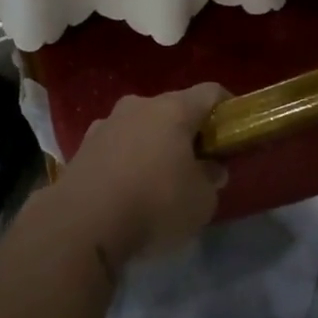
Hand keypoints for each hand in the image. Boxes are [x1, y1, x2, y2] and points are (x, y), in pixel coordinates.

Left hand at [49, 85, 228, 270]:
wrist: (81, 225)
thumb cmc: (154, 204)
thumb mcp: (201, 201)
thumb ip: (211, 179)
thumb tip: (210, 168)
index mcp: (173, 110)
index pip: (210, 92)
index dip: (228, 108)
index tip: (235, 130)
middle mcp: (138, 106)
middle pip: (172, 109)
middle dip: (188, 131)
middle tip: (198, 163)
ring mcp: (106, 123)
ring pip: (141, 126)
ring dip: (154, 145)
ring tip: (159, 180)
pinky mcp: (83, 147)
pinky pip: (116, 146)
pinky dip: (127, 160)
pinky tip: (128, 190)